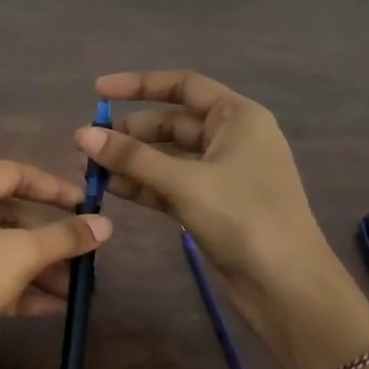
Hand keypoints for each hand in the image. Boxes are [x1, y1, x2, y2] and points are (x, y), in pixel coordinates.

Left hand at [0, 160, 112, 349]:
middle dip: (48, 240)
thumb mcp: (20, 253)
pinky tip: (53, 307)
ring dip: (38, 268)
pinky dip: (16, 287)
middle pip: (6, 215)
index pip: (12, 173)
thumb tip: (106, 225)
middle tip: (85, 254)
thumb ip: (65, 236)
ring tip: (76, 288)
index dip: (55, 190)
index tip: (89, 206)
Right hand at [75, 70, 368, 356]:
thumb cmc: (244, 218)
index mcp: (237, 117)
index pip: (183, 86)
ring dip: (131, 161)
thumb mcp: (185, 182)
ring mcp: (220, 174)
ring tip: (88, 167)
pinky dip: (142, 185)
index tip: (98, 91)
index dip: (139, 85)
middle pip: (171, 123)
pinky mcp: (210, 205)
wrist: (285, 284)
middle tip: (86, 144)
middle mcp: (230, 139)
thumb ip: (132, 157)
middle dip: (129, 132)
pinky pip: (169, 185)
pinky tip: (110, 188)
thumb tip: (82, 134)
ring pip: (167, 157)